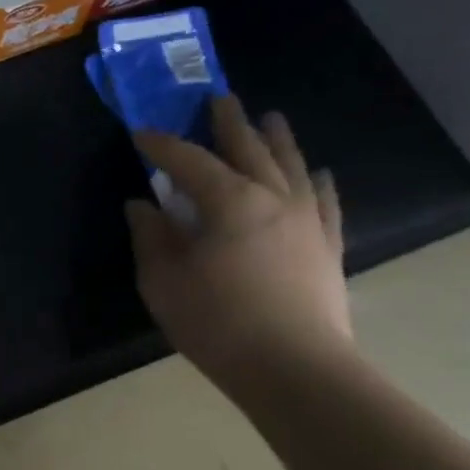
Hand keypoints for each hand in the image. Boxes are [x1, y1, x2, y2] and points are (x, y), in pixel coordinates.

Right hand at [126, 97, 351, 391]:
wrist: (296, 371)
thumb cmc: (219, 323)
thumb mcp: (163, 281)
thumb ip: (151, 237)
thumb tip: (143, 206)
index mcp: (228, 200)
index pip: (188, 160)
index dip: (162, 144)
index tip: (141, 133)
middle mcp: (272, 197)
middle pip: (248, 147)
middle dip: (229, 121)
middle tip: (219, 98)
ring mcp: (307, 220)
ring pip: (291, 165)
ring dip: (277, 138)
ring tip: (271, 118)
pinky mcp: (328, 246)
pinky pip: (326, 203)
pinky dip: (320, 182)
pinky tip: (320, 172)